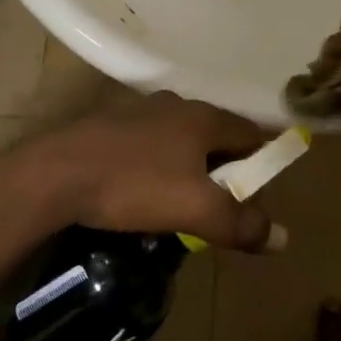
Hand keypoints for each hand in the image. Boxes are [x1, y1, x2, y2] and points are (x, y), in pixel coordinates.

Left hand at [4, 92, 283, 250]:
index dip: (262, 161)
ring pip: (182, 138)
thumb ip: (240, 223)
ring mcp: (142, 111)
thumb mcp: (194, 210)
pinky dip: (160, 163)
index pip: (251, 132)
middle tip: (222, 205)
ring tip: (184, 202)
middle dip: (225, 167)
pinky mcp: (113, 124)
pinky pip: (152, 143)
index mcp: (204, 117)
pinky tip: (144, 190)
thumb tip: (283, 236)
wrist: (56, 173)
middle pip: (217, 134)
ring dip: (191, 165)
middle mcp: (177, 105)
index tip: (259, 193)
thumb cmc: (134, 185)